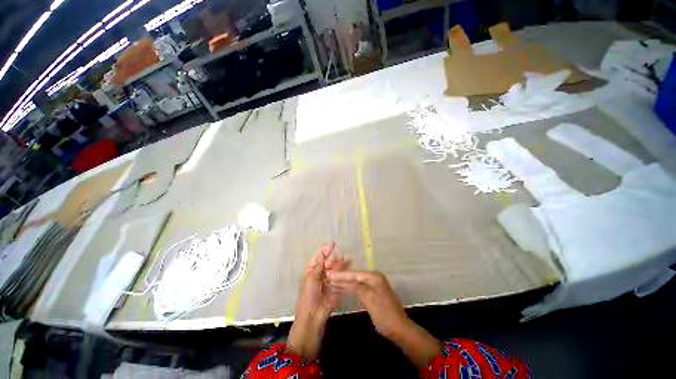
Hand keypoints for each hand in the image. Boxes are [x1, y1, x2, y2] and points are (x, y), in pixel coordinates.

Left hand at [288, 243, 350, 359]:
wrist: (313, 317)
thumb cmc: (308, 296)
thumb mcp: (311, 279)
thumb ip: (318, 265)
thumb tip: (322, 252)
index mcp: (311, 271)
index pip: (318, 257)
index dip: (325, 250)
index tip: (333, 244)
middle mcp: (319, 274)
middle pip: (327, 262)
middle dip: (333, 258)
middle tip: (341, 256)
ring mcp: (327, 280)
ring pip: (334, 269)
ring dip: (340, 264)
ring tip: (346, 259)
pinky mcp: (334, 287)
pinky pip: (339, 277)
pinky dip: (343, 272)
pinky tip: (349, 267)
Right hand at [326, 271, 407, 338]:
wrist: (399, 329)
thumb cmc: (384, 314)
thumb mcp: (369, 299)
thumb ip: (357, 287)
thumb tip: (343, 279)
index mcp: (374, 277)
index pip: (354, 274)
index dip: (341, 274)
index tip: (328, 274)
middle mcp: (373, 277)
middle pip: (354, 276)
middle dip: (340, 278)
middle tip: (327, 277)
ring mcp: (373, 285)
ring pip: (355, 283)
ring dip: (343, 283)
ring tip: (330, 283)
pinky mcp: (372, 293)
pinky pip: (357, 289)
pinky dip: (349, 289)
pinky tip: (340, 290)